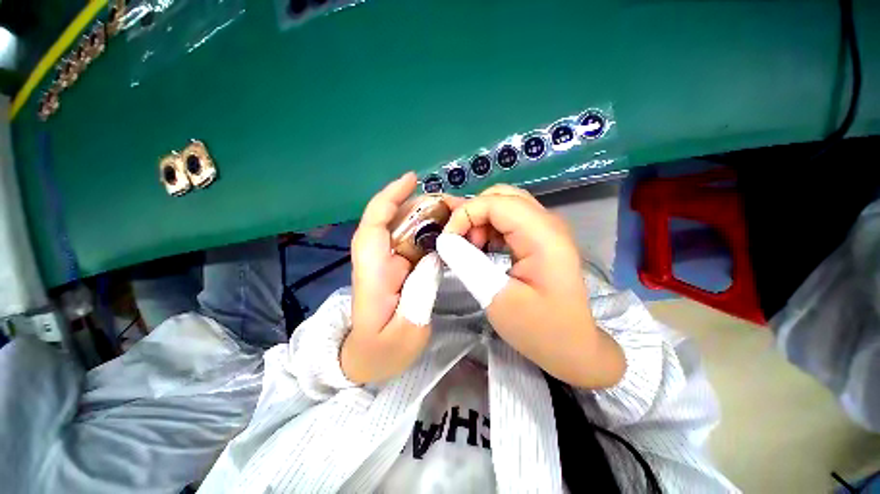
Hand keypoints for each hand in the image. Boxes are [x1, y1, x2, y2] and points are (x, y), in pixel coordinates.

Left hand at [341, 173, 441, 383]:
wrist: (367, 362)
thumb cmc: (381, 352)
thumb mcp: (406, 330)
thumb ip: (421, 292)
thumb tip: (435, 256)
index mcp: (372, 272)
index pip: (374, 224)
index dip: (389, 197)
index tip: (411, 179)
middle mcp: (377, 260)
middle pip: (392, 220)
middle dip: (417, 204)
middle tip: (449, 202)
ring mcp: (388, 263)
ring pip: (403, 228)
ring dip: (425, 216)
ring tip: (453, 214)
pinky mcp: (397, 269)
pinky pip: (411, 242)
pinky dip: (428, 232)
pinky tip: (446, 233)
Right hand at [436, 185, 624, 388]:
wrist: (572, 347)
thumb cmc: (538, 329)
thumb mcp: (497, 298)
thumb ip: (467, 263)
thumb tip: (444, 239)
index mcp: (543, 236)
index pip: (496, 202)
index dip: (464, 214)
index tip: (446, 241)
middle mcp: (547, 223)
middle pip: (501, 196)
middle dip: (472, 213)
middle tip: (459, 242)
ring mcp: (545, 229)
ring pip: (503, 204)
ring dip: (479, 220)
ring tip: (470, 247)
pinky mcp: (540, 238)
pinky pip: (509, 220)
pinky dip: (489, 228)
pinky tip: (482, 248)